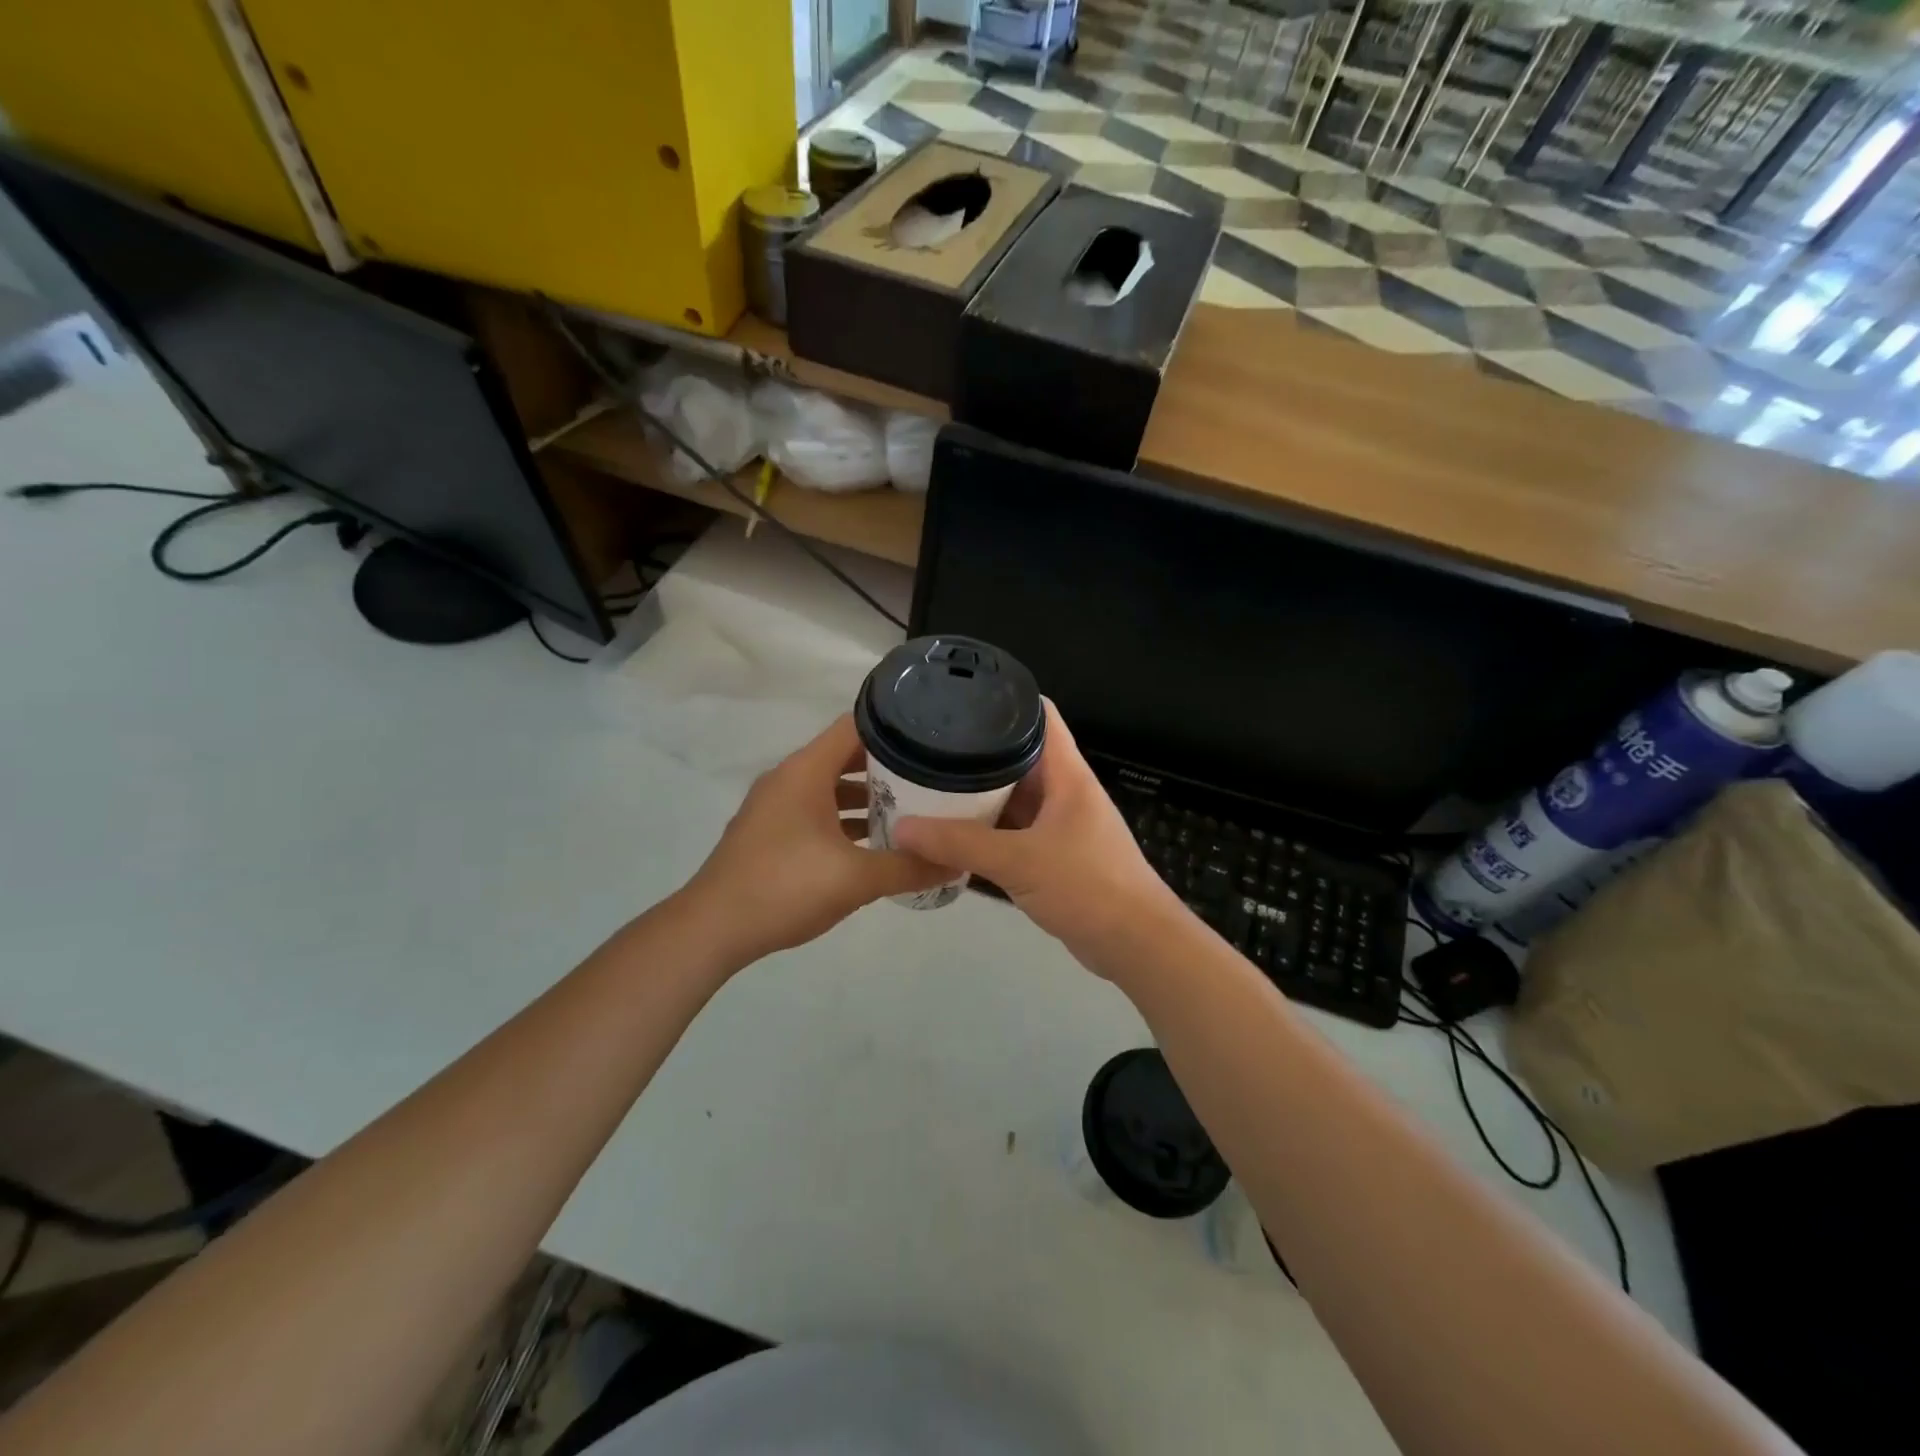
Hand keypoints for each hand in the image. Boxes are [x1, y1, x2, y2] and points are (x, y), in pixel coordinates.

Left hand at [681, 714, 948, 966]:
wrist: (712, 930)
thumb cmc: (785, 888)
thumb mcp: (856, 879)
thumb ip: (909, 867)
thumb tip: (957, 863)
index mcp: (806, 771)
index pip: (856, 726)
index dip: (896, 726)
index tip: (934, 737)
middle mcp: (789, 779)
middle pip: (846, 755)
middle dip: (889, 766)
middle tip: (934, 776)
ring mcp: (776, 807)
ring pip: (831, 787)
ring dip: (868, 796)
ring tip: (913, 810)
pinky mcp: (771, 833)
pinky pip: (817, 812)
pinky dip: (845, 820)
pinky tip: (873, 844)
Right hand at [891, 701, 1184, 974]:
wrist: (1135, 945)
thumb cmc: (1087, 886)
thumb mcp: (1019, 861)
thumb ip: (959, 844)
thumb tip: (901, 829)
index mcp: (1067, 774)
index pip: (1040, 716)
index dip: (1005, 699)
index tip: (959, 698)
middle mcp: (1064, 792)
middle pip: (1018, 757)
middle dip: (976, 753)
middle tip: (926, 748)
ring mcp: (1060, 825)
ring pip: (1014, 798)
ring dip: (979, 796)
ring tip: (929, 786)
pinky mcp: (1055, 856)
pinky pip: (1014, 832)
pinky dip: (987, 831)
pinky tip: (952, 835)